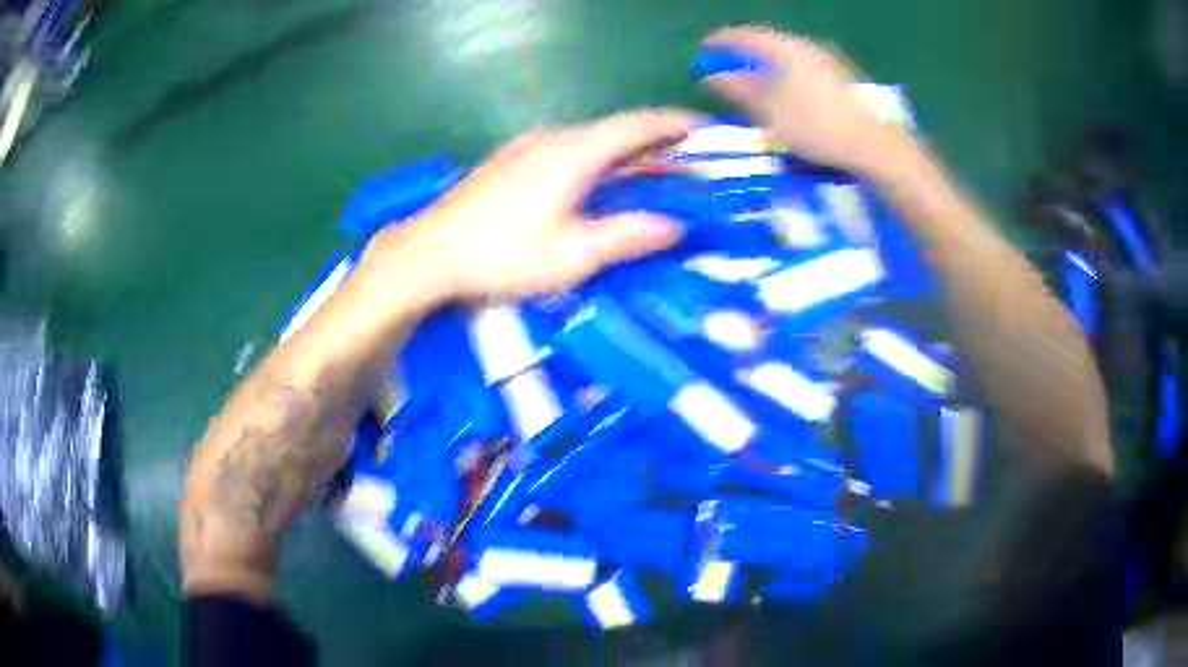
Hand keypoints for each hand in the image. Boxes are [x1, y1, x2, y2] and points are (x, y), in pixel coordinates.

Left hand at [367, 110, 695, 302]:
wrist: (430, 252)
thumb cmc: (503, 254)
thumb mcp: (572, 255)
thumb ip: (626, 236)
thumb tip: (672, 226)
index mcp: (574, 153)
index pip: (637, 125)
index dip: (675, 123)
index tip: (705, 128)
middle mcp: (553, 138)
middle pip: (615, 131)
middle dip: (655, 143)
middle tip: (686, 163)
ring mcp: (526, 147)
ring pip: (589, 141)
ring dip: (623, 154)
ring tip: (649, 176)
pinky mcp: (509, 161)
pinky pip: (566, 151)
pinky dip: (595, 161)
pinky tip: (596, 185)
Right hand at [702, 26, 913, 178]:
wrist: (876, 145)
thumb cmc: (818, 127)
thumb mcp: (771, 112)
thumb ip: (740, 90)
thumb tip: (712, 76)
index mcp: (787, 48)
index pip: (746, 35)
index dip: (722, 41)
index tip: (704, 49)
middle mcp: (808, 46)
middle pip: (769, 43)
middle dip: (745, 54)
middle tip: (728, 66)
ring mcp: (830, 59)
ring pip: (789, 55)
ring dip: (768, 64)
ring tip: (755, 81)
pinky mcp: (844, 76)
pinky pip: (805, 66)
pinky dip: (788, 73)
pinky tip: (788, 91)